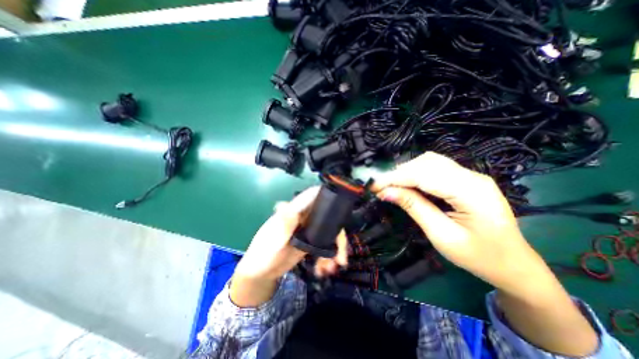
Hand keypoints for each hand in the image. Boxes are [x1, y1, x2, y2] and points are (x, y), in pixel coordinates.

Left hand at [231, 186, 347, 306]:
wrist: (261, 273)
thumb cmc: (263, 254)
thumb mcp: (273, 241)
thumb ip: (283, 225)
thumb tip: (285, 204)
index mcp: (294, 211)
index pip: (311, 196)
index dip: (326, 194)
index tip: (342, 203)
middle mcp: (303, 217)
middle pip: (327, 216)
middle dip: (337, 233)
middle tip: (342, 254)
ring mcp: (308, 230)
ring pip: (329, 233)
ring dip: (334, 249)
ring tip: (333, 268)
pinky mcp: (310, 242)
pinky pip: (325, 245)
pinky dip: (328, 256)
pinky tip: (324, 269)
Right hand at [376, 150, 543, 290]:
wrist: (514, 265)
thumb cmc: (479, 257)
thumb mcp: (442, 235)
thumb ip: (414, 208)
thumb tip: (386, 192)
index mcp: (471, 191)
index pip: (424, 175)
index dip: (395, 178)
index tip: (373, 186)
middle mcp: (472, 176)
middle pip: (426, 163)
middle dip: (399, 173)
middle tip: (381, 188)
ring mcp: (470, 176)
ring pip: (430, 162)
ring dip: (406, 171)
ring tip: (392, 186)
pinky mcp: (465, 179)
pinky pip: (435, 168)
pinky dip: (416, 173)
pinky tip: (408, 184)